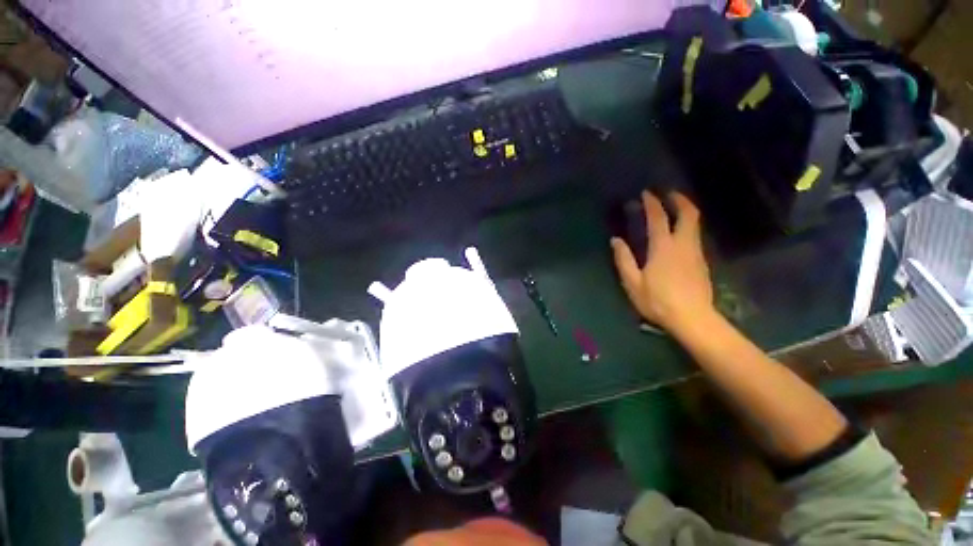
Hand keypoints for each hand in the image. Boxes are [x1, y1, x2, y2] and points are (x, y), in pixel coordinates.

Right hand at [610, 190, 713, 333]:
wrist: (693, 319)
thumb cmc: (658, 301)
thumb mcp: (633, 282)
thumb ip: (623, 259)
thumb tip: (616, 240)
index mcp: (663, 247)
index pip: (658, 218)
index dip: (652, 203)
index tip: (646, 193)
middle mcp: (683, 244)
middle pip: (689, 214)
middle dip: (680, 200)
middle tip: (669, 194)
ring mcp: (695, 252)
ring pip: (695, 224)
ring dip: (685, 211)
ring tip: (673, 209)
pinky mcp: (702, 262)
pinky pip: (695, 236)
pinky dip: (687, 226)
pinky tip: (679, 233)